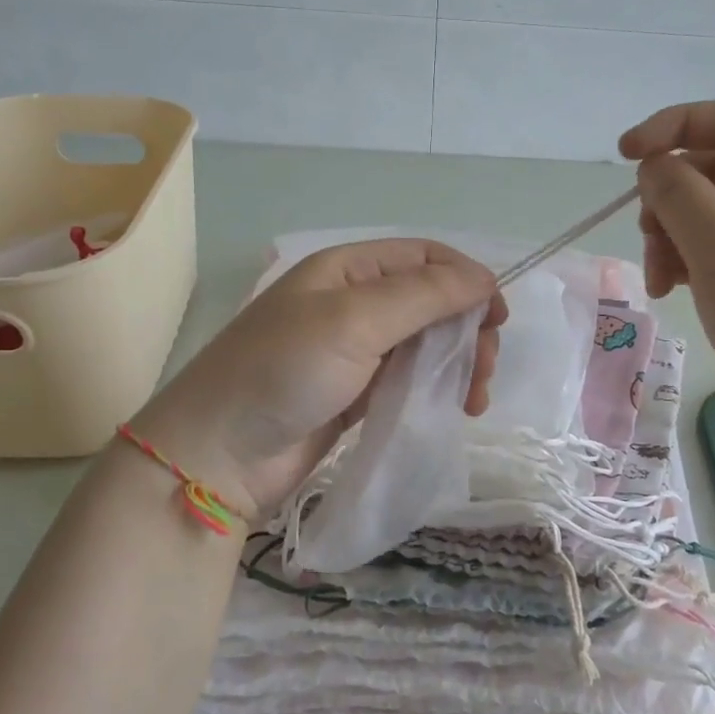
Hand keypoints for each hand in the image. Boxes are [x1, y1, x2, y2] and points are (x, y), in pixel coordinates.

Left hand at [126, 240, 505, 516]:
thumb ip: (424, 295)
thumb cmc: (282, 371)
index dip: (467, 280)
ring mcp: (354, 351)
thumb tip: (487, 278)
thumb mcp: (354, 321)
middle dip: (466, 329)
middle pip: (431, 302)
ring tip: (474, 399)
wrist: (217, 455)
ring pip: (425, 343)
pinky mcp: (356, 394)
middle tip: (484, 370)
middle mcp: (353, 303)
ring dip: (458, 363)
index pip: (424, 258)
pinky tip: (454, 408)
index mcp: (348, 270)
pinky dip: (436, 389)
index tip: (497, 318)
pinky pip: (409, 379)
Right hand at [619, 101, 714, 442]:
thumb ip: (679, 193)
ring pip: (700, 214)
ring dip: (667, 237)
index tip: (626, 153)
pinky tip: (669, 292)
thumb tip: (653, 168)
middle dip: (668, 198)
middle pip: (710, 170)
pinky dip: (680, 264)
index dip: (675, 125)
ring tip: (659, 278)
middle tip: (649, 235)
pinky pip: (706, 252)